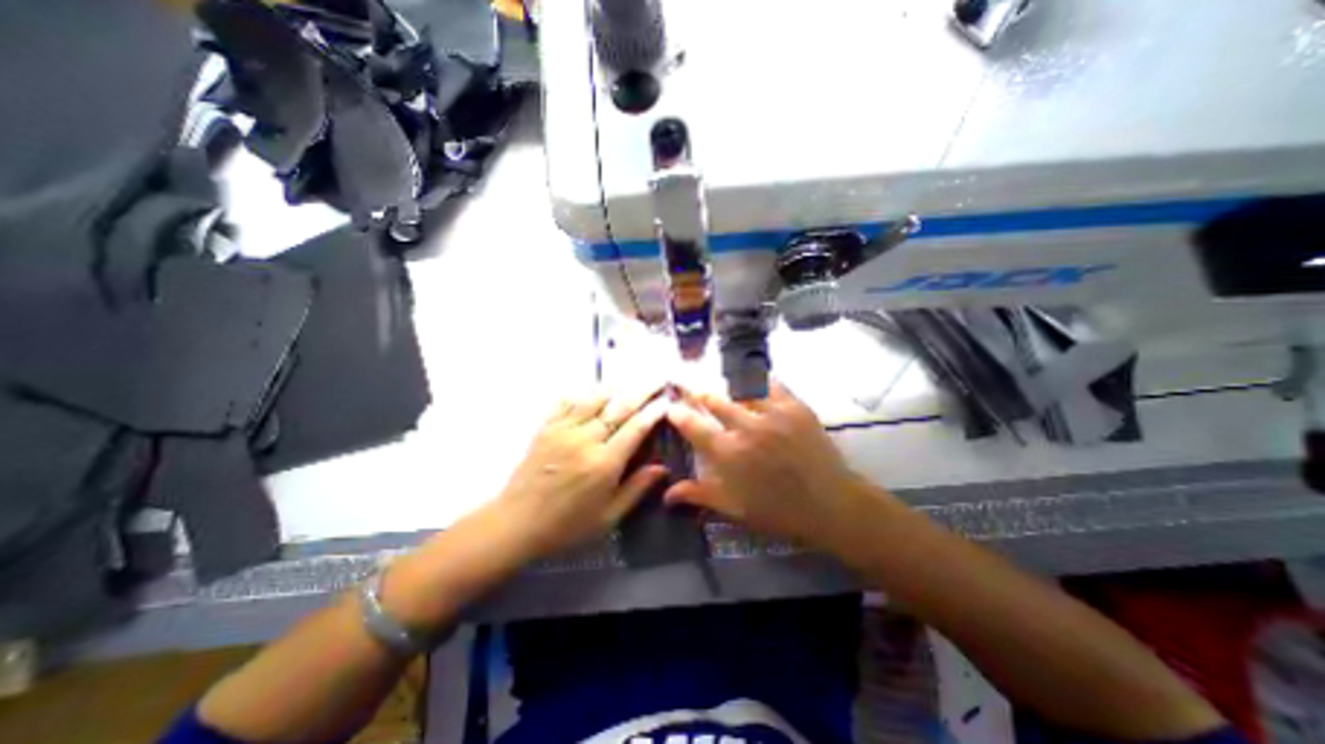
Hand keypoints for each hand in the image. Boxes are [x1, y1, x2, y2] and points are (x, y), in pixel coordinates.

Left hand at [491, 391, 668, 558]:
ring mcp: (563, 430)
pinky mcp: (545, 428)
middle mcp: (585, 439)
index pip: (635, 427)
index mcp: (604, 462)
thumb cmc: (566, 525)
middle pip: (618, 407)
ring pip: (593, 398)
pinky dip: (581, 393)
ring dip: (614, 388)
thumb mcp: (607, 517)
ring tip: (628, 381)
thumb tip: (661, 467)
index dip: (653, 412)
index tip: (666, 401)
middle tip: (656, 381)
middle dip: (641, 391)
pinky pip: (566, 402)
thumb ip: (636, 489)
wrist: (516, 524)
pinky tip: (590, 390)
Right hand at [662, 380, 872, 549]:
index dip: (679, 414)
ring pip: (739, 388)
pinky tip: (752, 381)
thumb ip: (700, 495)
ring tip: (722, 387)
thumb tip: (667, 493)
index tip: (671, 407)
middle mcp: (746, 428)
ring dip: (726, 387)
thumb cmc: (780, 511)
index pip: (694, 426)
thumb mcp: (735, 508)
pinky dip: (757, 381)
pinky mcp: (794, 406)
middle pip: (714, 400)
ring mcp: (772, 413)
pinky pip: (770, 383)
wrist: (832, 505)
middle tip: (694, 391)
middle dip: (699, 394)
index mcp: (729, 454)